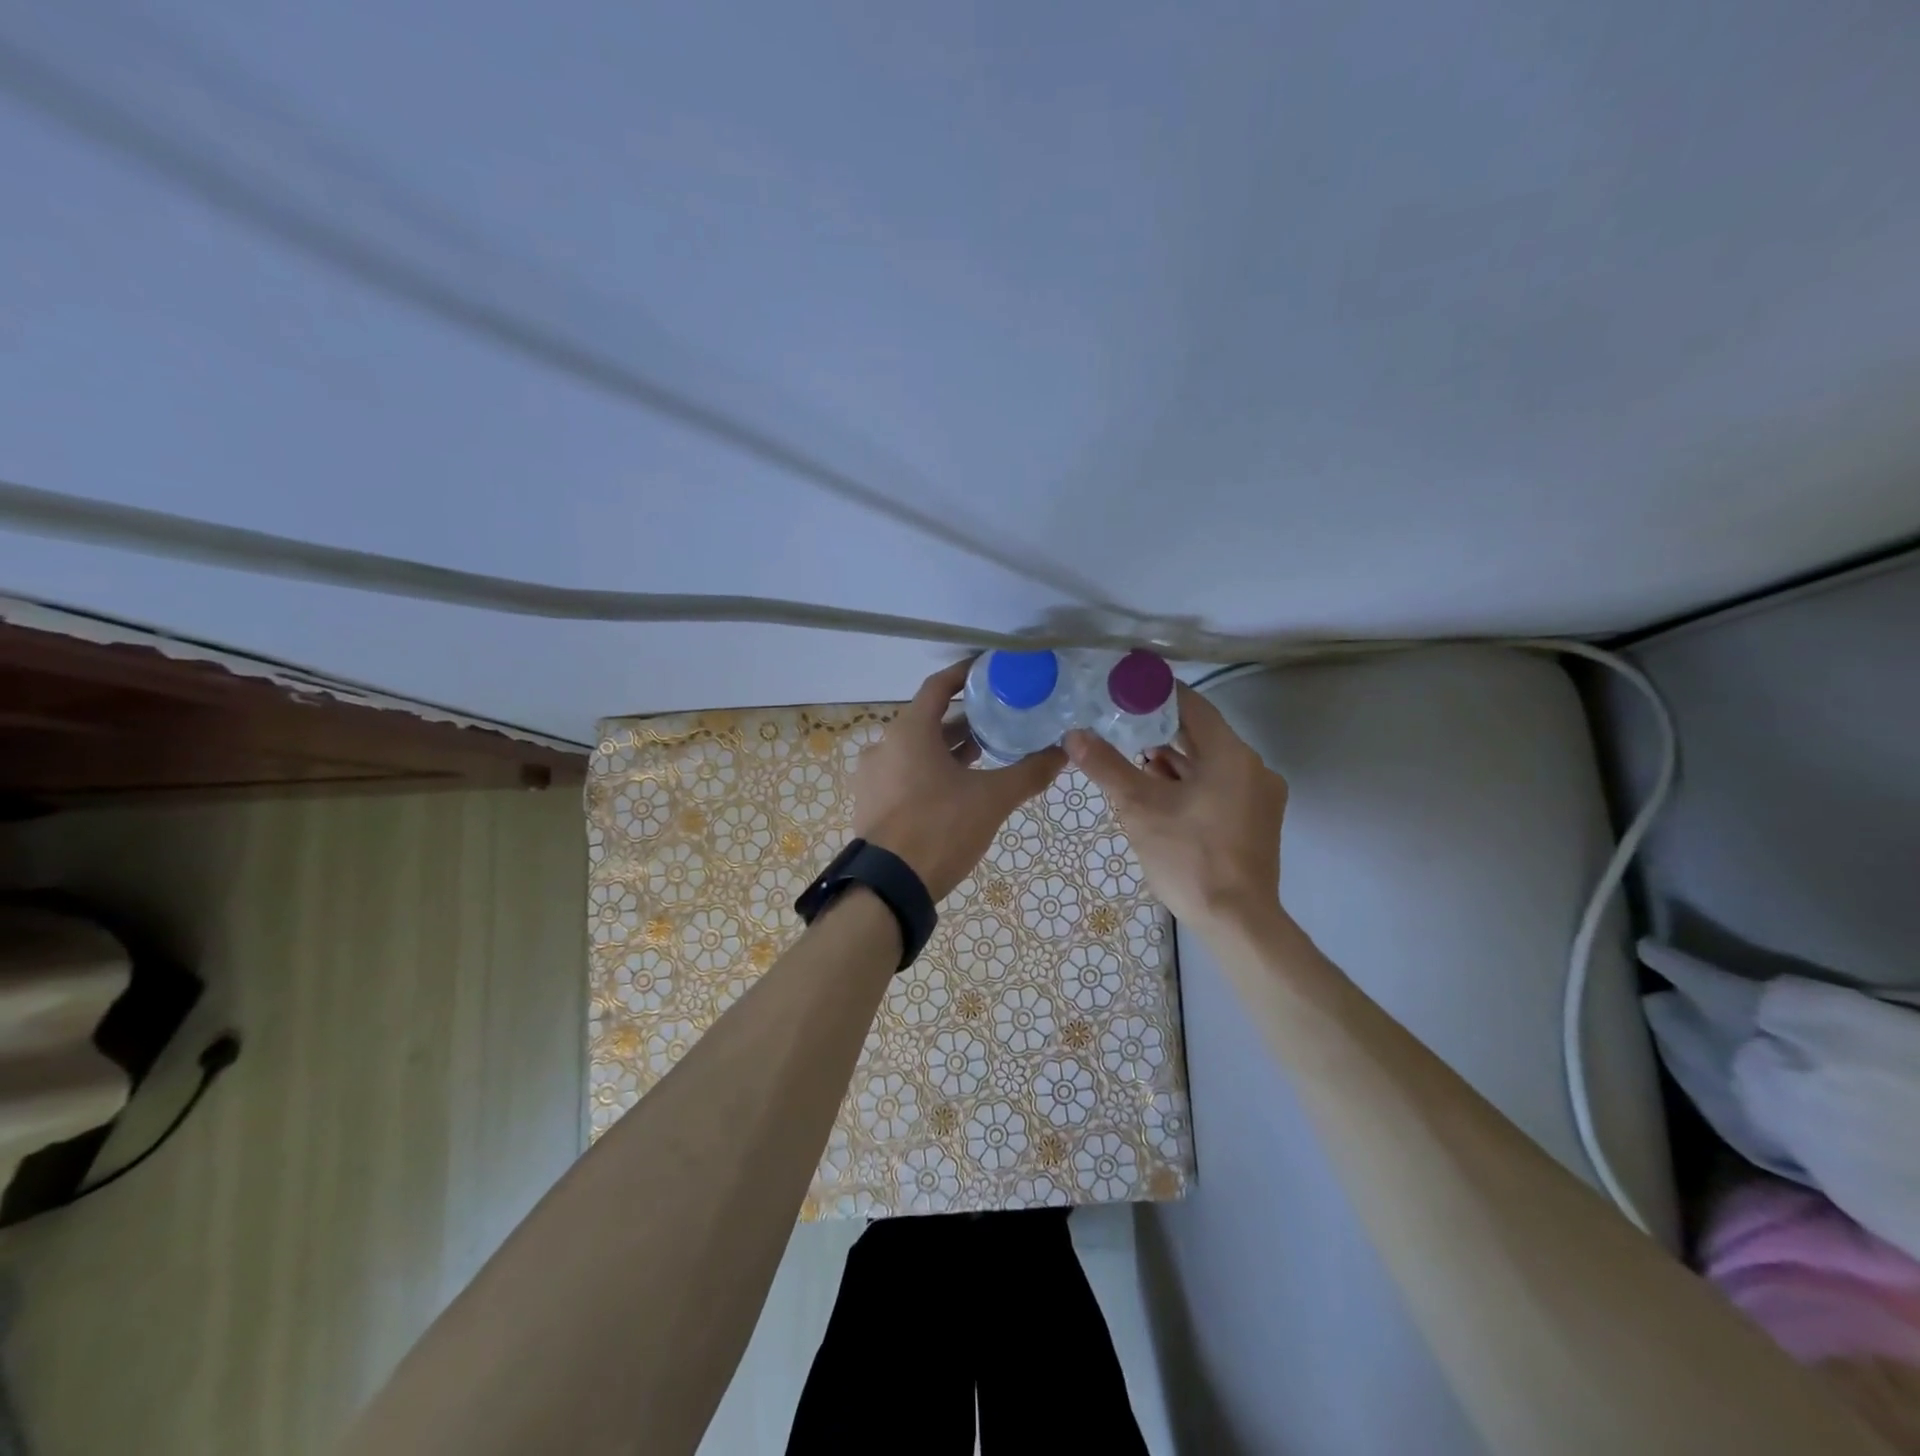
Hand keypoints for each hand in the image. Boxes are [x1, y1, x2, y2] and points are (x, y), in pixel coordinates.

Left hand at [853, 661, 1066, 901]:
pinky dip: (930, 770)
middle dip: (963, 720)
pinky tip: (957, 788)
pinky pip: (904, 773)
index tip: (991, 671)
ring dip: (947, 748)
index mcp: (909, 731)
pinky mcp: (871, 802)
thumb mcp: (992, 799)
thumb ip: (1029, 772)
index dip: (965, 674)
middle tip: (998, 719)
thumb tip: (1063, 752)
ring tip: (984, 754)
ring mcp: (873, 776)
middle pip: (928, 720)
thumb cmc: (940, 828)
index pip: (938, 686)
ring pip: (916, 749)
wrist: (890, 887)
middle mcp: (885, 746)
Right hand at [1063, 684, 1287, 928]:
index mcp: (1231, 755)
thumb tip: (1073, 735)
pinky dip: (1190, 783)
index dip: (1157, 694)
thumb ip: (1107, 766)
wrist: (1237, 921)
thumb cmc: (1189, 857)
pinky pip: (1219, 786)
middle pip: (1201, 735)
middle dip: (1160, 730)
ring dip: (1174, 760)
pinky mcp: (1256, 820)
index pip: (1192, 705)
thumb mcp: (1139, 808)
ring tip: (1132, 758)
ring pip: (1210, 763)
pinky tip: (1159, 791)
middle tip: (1119, 722)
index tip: (1125, 689)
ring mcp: (1259, 795)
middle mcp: (1252, 767)